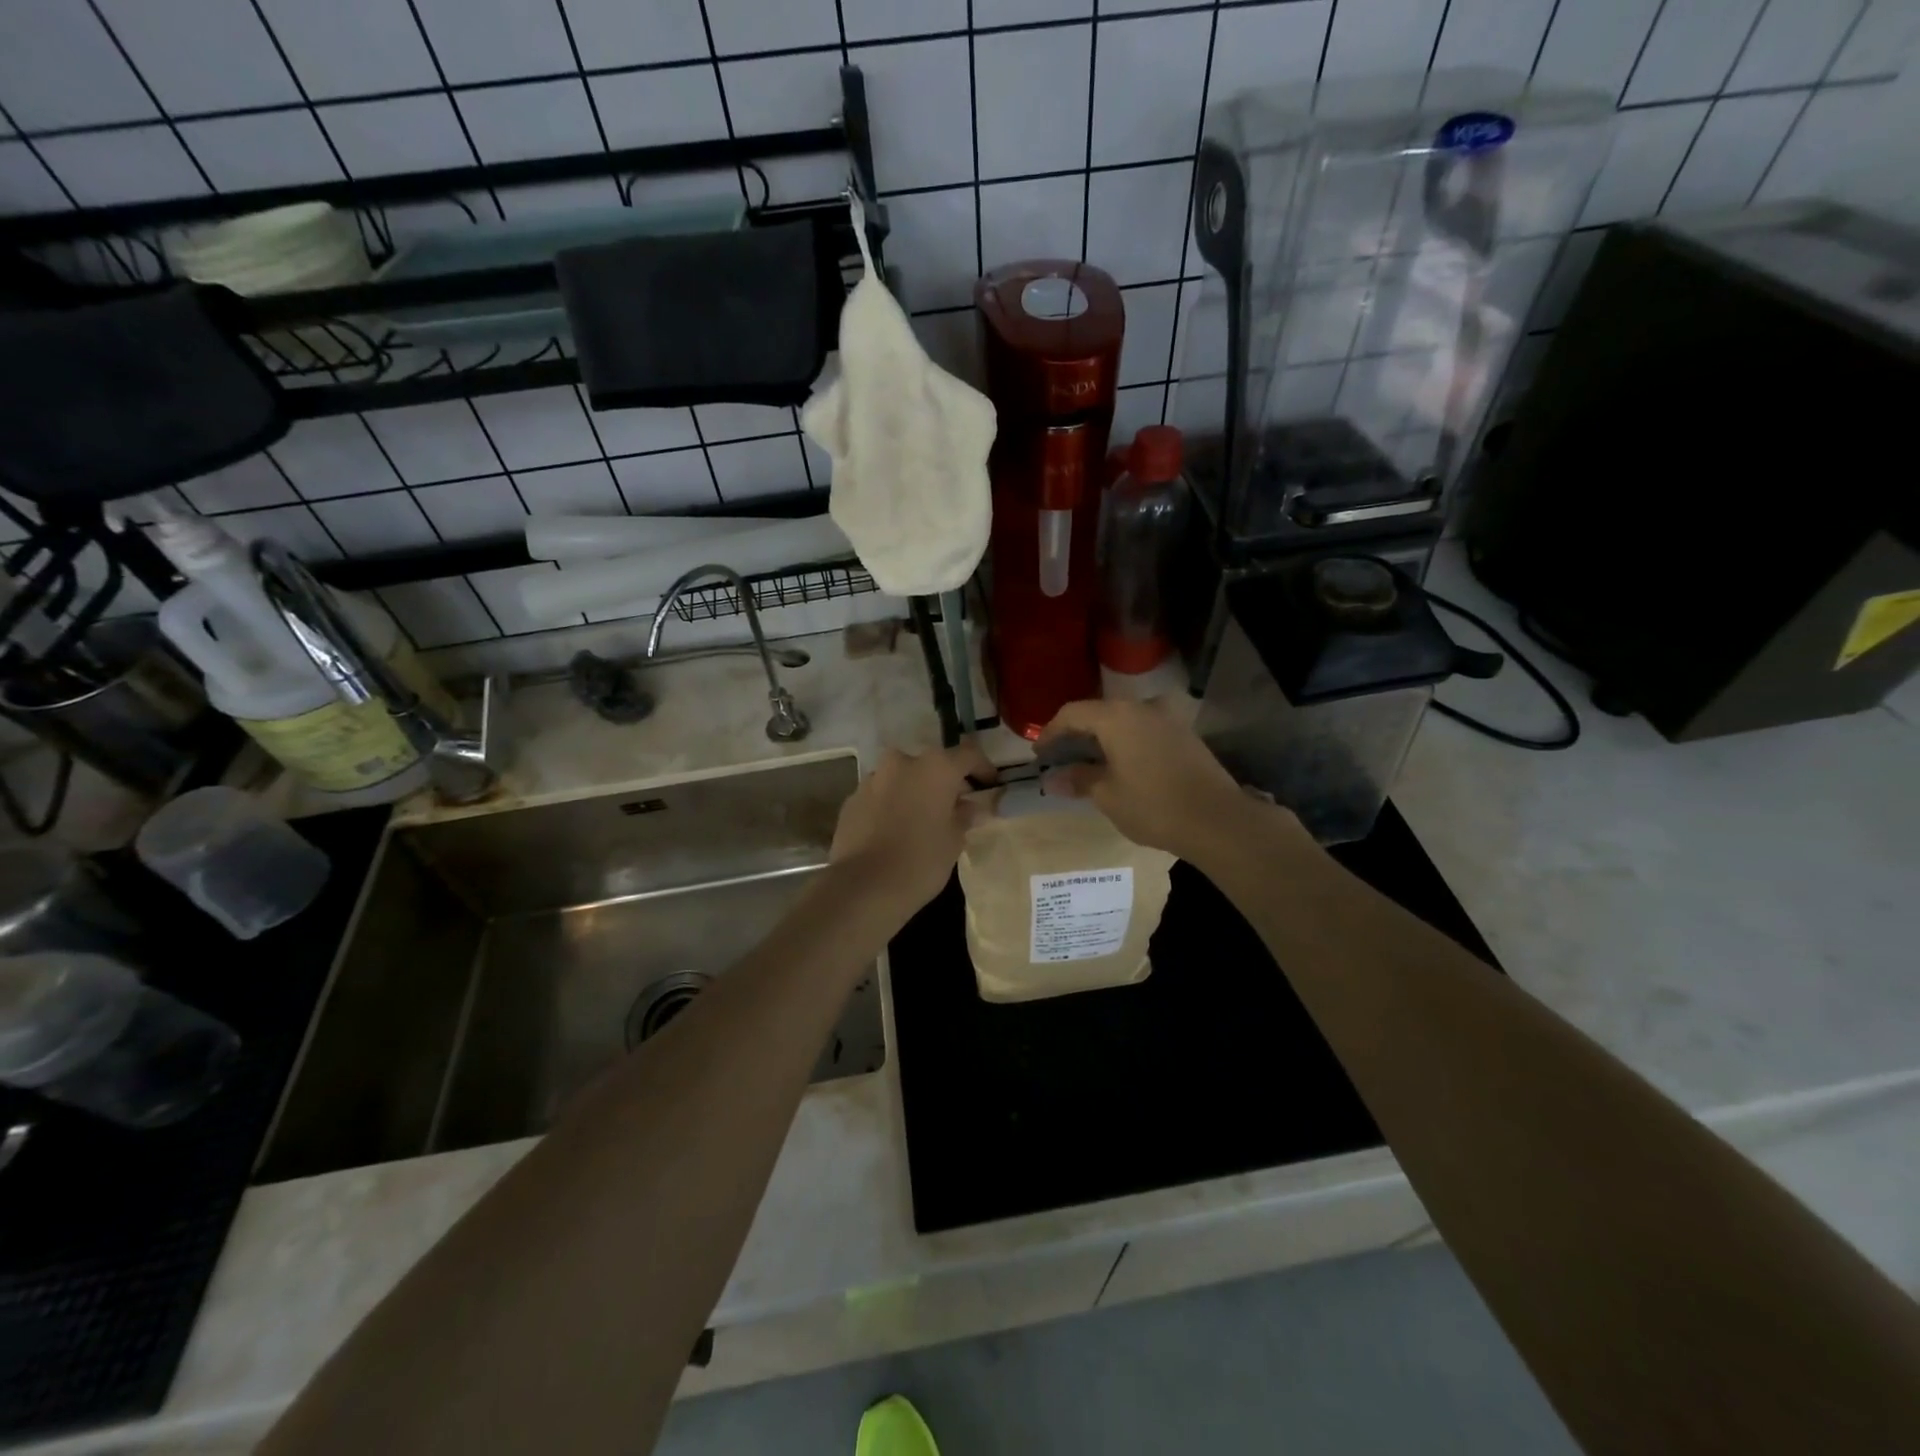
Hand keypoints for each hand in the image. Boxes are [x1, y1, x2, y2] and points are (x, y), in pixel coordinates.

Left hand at [830, 740, 993, 913]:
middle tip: (955, 806)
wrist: (863, 887)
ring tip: (922, 819)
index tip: (989, 785)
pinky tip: (895, 830)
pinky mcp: (852, 799)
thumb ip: (964, 816)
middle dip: (944, 781)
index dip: (983, 768)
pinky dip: (892, 804)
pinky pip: (881, 794)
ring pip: (903, 778)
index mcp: (935, 767)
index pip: (968, 754)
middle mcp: (902, 763)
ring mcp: (873, 778)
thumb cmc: (920, 861)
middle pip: (931, 764)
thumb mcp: (954, 841)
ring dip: (915, 791)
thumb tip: (968, 806)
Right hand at [1039, 699, 1270, 862]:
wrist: (1217, 820)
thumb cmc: (1153, 806)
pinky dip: (1126, 743)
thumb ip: (1079, 780)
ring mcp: (1167, 719)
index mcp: (1117, 716)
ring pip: (1124, 722)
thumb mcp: (1107, 795)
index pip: (1072, 713)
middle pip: (1099, 713)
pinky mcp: (1184, 735)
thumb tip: (1053, 779)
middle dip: (1076, 734)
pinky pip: (1144, 731)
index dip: (1051, 731)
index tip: (1039, 753)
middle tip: (1060, 757)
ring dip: (1103, 739)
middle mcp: (1142, 708)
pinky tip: (1121, 766)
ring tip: (1089, 763)